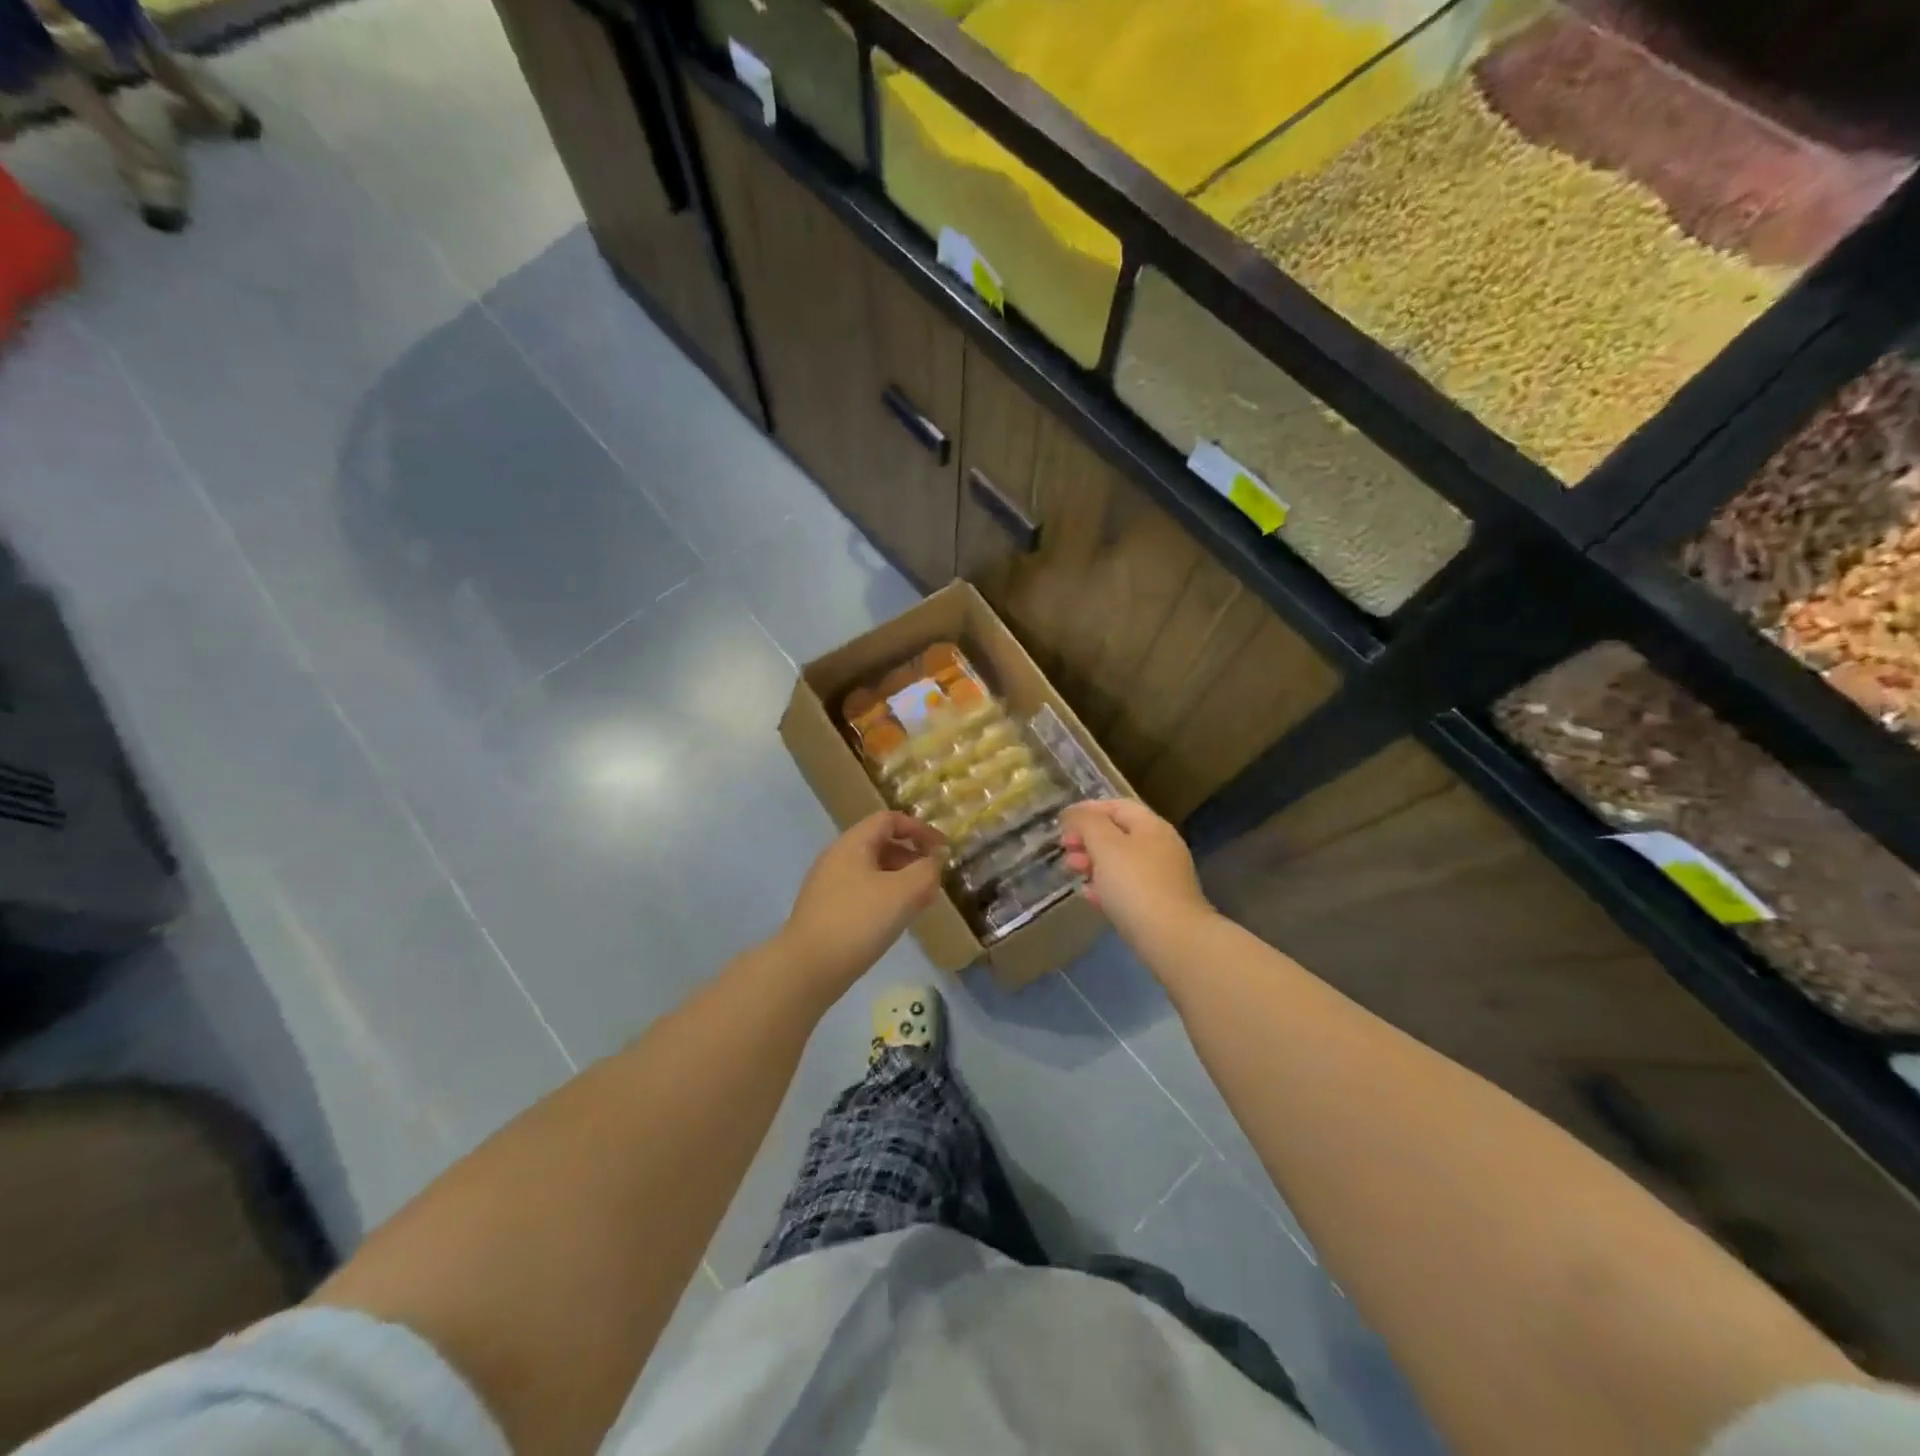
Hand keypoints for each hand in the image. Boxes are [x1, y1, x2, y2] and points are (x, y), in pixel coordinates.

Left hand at [781, 811, 945, 991]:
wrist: (807, 968)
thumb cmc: (858, 921)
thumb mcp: (903, 893)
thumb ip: (926, 871)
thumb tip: (934, 861)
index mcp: (853, 844)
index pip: (889, 819)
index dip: (919, 828)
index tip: (942, 848)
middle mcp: (837, 857)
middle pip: (880, 843)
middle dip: (911, 857)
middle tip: (933, 879)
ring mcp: (828, 885)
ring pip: (872, 870)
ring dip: (900, 879)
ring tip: (920, 902)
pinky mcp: (825, 910)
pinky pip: (862, 892)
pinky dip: (884, 897)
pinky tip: (895, 920)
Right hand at [1061, 799, 1212, 947]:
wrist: (1172, 939)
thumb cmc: (1135, 885)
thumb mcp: (1105, 845)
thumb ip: (1086, 823)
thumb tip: (1074, 814)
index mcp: (1151, 826)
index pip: (1116, 806)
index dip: (1087, 811)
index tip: (1061, 824)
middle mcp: (1161, 846)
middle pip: (1118, 834)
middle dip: (1087, 839)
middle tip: (1065, 851)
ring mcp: (1162, 877)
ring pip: (1121, 862)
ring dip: (1093, 863)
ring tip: (1073, 873)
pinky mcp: (1160, 904)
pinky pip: (1128, 887)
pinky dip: (1106, 887)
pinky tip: (1090, 898)